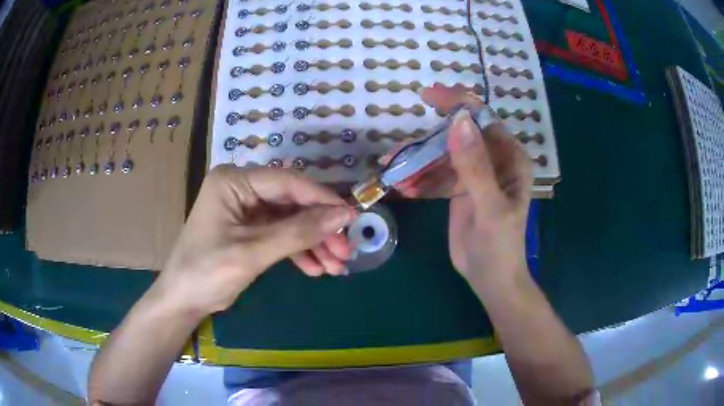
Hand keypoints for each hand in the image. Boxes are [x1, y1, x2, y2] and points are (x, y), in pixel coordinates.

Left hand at [156, 165, 355, 314]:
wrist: (183, 301)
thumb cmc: (207, 272)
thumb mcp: (253, 252)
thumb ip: (298, 232)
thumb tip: (343, 215)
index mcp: (233, 182)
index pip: (287, 182)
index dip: (322, 200)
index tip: (351, 218)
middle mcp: (241, 188)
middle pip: (291, 202)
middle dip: (319, 229)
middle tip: (344, 252)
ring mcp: (245, 209)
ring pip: (290, 220)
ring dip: (313, 243)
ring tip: (335, 267)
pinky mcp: (249, 228)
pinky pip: (280, 234)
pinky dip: (298, 251)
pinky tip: (315, 269)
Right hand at [386, 84, 532, 280]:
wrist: (490, 278)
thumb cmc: (499, 245)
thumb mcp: (489, 206)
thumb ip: (475, 165)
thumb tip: (458, 120)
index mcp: (510, 158)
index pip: (483, 120)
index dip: (458, 103)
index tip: (428, 96)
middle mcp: (494, 160)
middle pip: (458, 135)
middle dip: (427, 140)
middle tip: (397, 148)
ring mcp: (475, 173)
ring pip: (442, 155)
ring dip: (418, 162)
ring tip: (392, 170)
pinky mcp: (460, 188)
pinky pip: (437, 175)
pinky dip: (420, 179)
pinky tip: (404, 188)